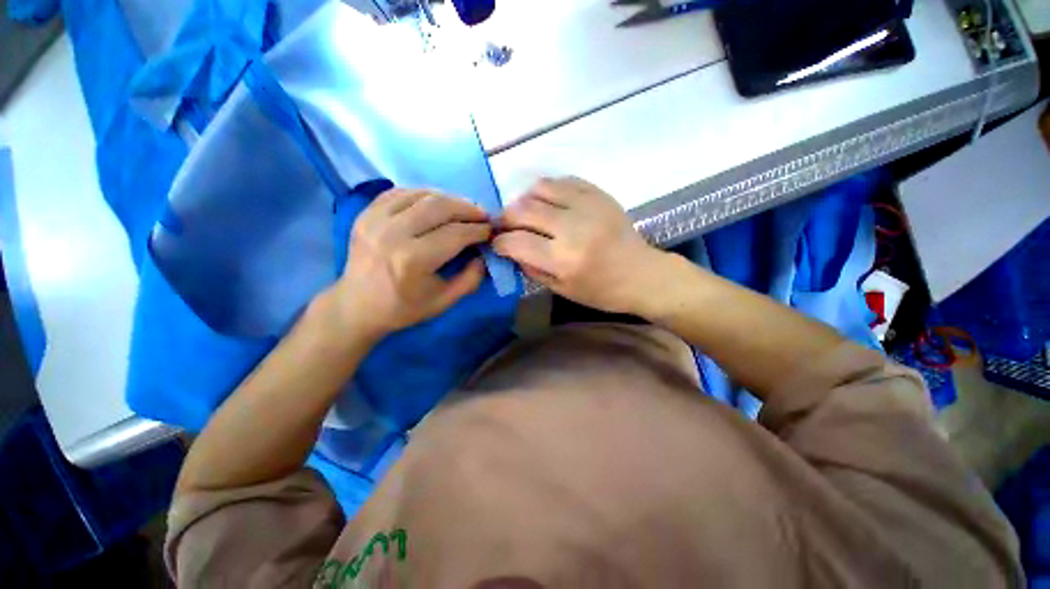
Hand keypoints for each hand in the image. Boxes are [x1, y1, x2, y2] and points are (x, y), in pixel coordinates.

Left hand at [329, 188, 491, 338]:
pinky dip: (423, 194)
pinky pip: (401, 192)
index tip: (491, 230)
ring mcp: (375, 219)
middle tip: (482, 215)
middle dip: (468, 208)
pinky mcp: (365, 213)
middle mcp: (393, 233)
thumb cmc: (403, 308)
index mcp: (413, 260)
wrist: (356, 306)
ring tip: (463, 209)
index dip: (478, 230)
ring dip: (449, 198)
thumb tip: (484, 254)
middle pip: (440, 206)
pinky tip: (435, 204)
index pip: (456, 234)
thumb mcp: (445, 301)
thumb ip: (471, 278)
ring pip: (422, 194)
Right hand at [493, 177, 662, 313]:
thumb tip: (510, 249)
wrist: (641, 274)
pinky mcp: (598, 194)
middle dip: (506, 218)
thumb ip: (531, 268)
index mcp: (563, 260)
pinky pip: (562, 180)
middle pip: (523, 210)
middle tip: (507, 226)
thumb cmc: (601, 290)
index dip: (500, 242)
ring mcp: (587, 206)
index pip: (516, 242)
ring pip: (540, 188)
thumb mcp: (561, 289)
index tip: (498, 244)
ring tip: (527, 213)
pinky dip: (548, 190)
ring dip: (525, 200)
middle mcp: (572, 228)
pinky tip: (548, 203)